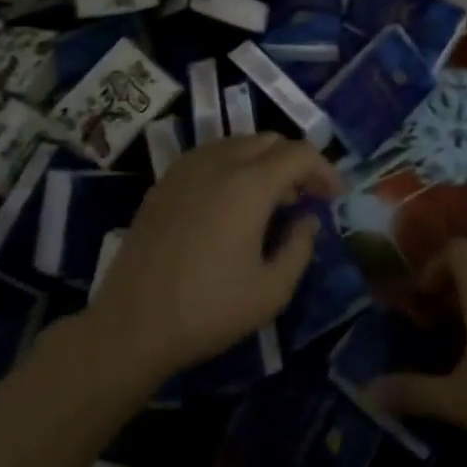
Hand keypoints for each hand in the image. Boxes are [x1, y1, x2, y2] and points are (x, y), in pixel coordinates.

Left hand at [84, 134, 342, 383]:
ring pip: (238, 143)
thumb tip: (307, 220)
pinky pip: (210, 155)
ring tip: (272, 199)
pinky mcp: (164, 183)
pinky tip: (232, 201)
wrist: (131, 325)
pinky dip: (233, 165)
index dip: (324, 169)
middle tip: (306, 196)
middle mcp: (219, 163)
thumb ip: (300, 247)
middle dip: (296, 162)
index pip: (299, 153)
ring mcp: (186, 169)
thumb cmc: (208, 309)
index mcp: (249, 184)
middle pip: (269, 140)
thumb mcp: (272, 291)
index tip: (335, 196)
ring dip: (264, 161)